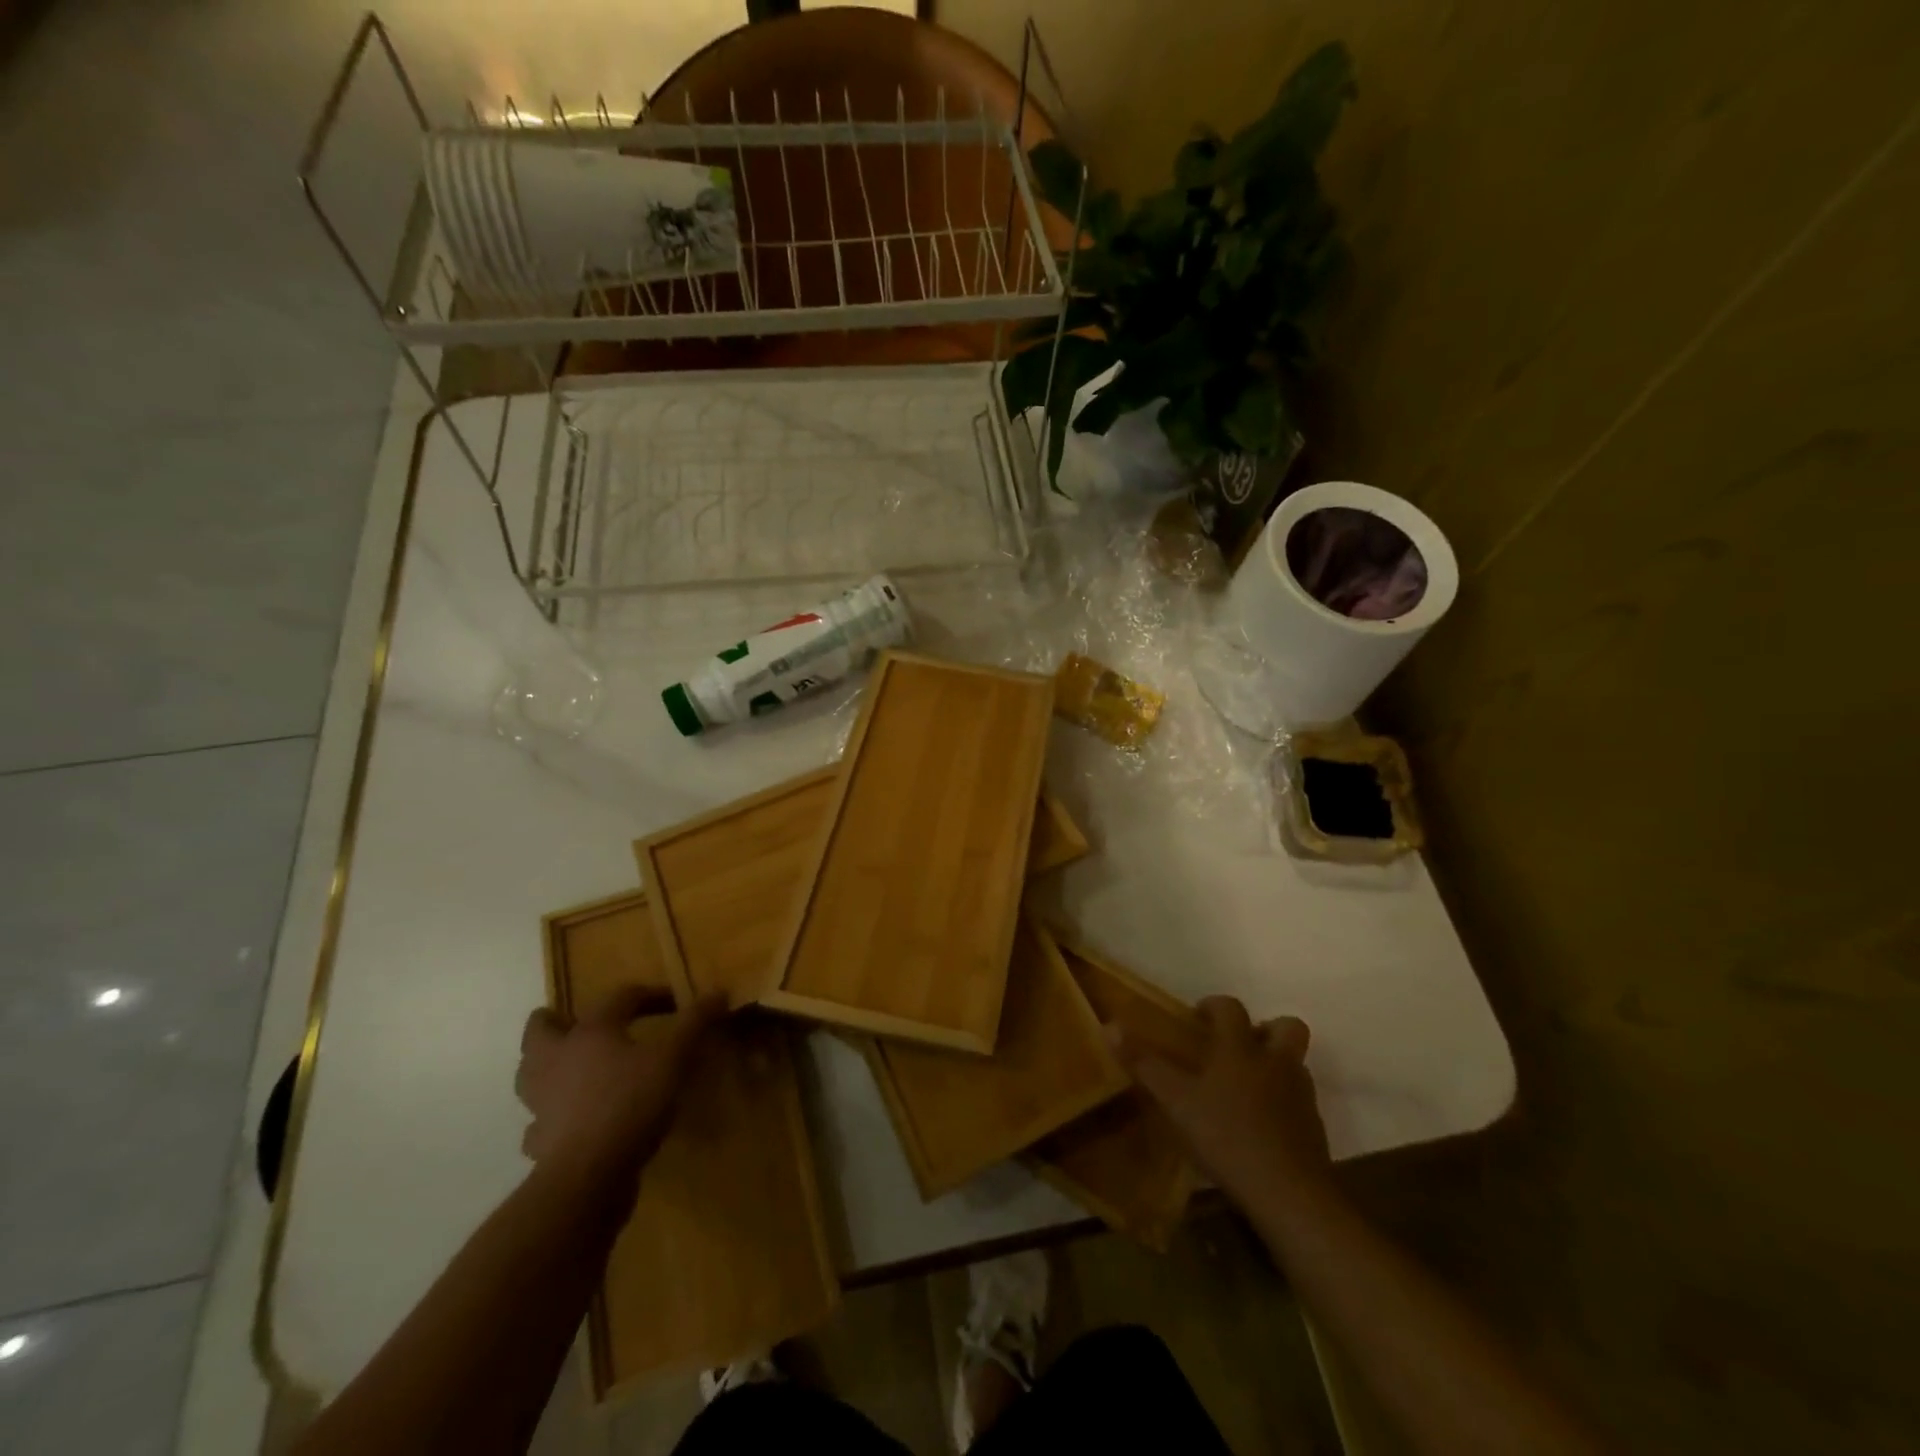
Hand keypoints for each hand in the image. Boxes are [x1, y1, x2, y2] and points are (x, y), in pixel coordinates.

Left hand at [515, 989, 724, 1176]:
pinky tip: (571, 1120)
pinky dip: (551, 1118)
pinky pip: (538, 1123)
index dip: (651, 995)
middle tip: (584, 1025)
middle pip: (540, 1029)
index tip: (677, 1004)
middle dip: (558, 1022)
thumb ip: (695, 1023)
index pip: (620, 998)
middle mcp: (557, 1059)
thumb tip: (719, 992)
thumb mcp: (674, 1058)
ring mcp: (541, 1103)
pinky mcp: (539, 1141)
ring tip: (572, 1069)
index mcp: (590, 1031)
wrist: (588, 1176)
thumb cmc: (631, 1103)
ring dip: (547, 1067)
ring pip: (529, 1074)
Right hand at [1115, 997, 1331, 1212]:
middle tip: (1238, 1047)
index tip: (1197, 1018)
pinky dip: (1283, 1104)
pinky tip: (1261, 1126)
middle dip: (1266, 1028)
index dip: (1214, 1006)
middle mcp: (1276, 1063)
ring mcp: (1300, 1096)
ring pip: (1296, 1064)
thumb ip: (1145, 1064)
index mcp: (1241, 1049)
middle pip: (1287, 1027)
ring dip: (1276, 1065)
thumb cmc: (1227, 1137)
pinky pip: (1300, 1102)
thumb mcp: (1176, 1101)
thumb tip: (1110, 1025)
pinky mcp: (1314, 1129)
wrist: (1289, 1194)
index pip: (1231, 1008)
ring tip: (1247, 1087)